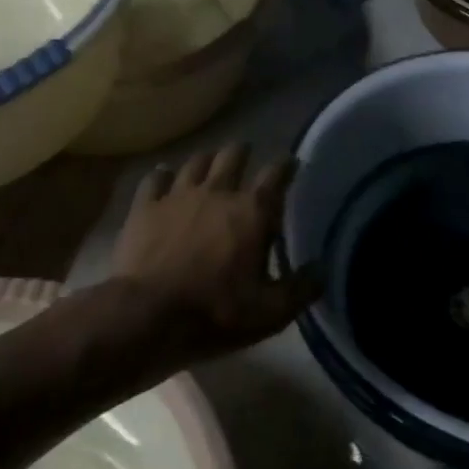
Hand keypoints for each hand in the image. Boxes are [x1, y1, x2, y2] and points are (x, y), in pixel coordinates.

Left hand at [112, 144, 319, 361]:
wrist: (146, 316)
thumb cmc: (214, 314)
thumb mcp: (269, 313)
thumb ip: (301, 288)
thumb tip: (322, 268)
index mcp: (252, 212)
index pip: (276, 175)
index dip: (286, 165)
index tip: (291, 161)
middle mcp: (218, 192)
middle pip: (233, 156)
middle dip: (242, 152)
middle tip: (245, 154)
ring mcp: (178, 195)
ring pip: (196, 162)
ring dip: (207, 160)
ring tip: (210, 162)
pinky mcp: (146, 206)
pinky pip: (156, 178)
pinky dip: (162, 175)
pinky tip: (163, 176)